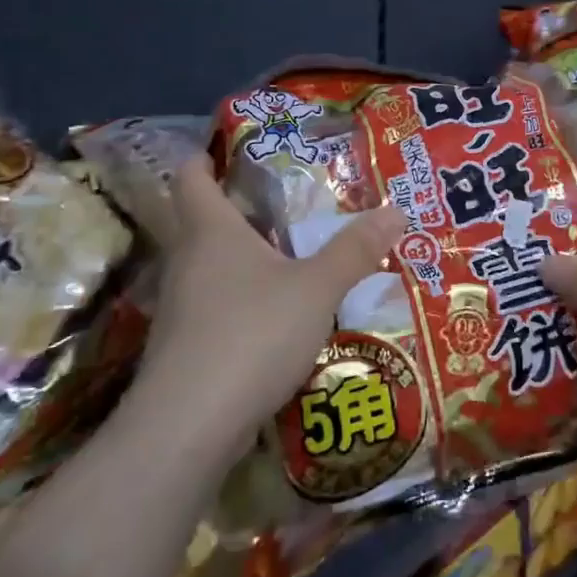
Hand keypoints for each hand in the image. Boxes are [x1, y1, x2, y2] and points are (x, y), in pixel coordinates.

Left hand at [123, 156, 405, 460]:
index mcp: (210, 231)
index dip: (206, 156)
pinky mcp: (184, 348)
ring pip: (211, 266)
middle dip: (241, 209)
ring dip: (245, 257)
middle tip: (288, 203)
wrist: (187, 428)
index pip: (191, 176)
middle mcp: (187, 261)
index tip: (233, 148)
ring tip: (291, 255)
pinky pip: (215, 306)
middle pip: (204, 221)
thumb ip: (355, 250)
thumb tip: (396, 210)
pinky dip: (242, 299)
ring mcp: (180, 308)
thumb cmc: (251, 334)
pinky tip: (276, 314)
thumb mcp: (316, 288)